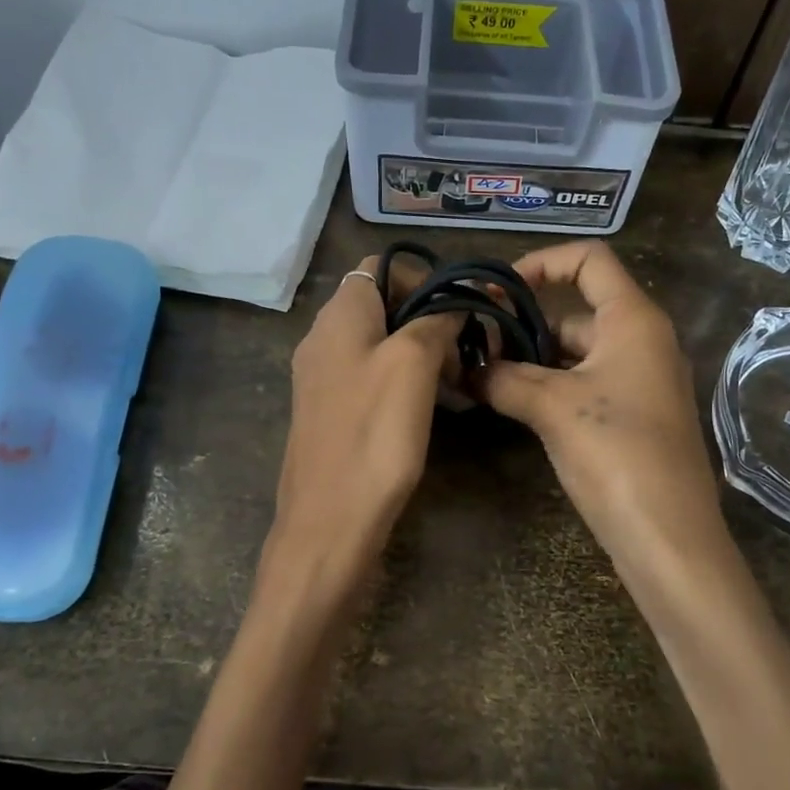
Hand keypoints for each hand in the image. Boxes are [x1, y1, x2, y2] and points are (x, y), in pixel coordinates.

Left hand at [268, 259, 458, 589]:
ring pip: (382, 343)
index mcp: (339, 316)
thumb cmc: (373, 436)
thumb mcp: (412, 365)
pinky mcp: (332, 411)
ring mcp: (324, 377)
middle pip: (384, 305)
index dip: (425, 278)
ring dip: (423, 352)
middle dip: (430, 319)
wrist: (328, 523)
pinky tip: (432, 408)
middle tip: (464, 353)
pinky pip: (372, 377)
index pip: (381, 266)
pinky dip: (405, 381)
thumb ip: (435, 321)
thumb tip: (455, 302)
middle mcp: (324, 337)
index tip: (459, 312)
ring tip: (457, 385)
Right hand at [476, 242, 726, 565]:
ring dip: (530, 360)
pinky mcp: (631, 416)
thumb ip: (504, 378)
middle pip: (575, 310)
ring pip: (575, 352)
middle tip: (473, 345)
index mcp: (633, 319)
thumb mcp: (552, 408)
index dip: (541, 262)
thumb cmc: (616, 452)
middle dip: (523, 323)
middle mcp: (641, 340)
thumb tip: (464, 368)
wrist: (668, 536)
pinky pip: (583, 384)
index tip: (496, 290)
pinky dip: (548, 387)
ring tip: (481, 375)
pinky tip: (510, 404)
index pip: (590, 259)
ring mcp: (638, 381)